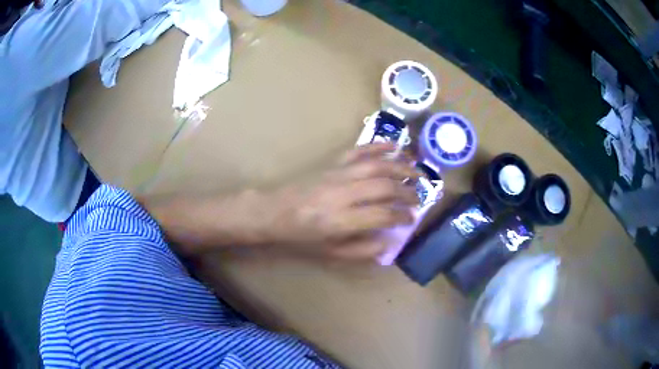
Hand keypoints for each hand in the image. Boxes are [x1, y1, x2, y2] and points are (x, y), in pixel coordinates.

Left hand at [264, 143, 419, 260]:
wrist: (273, 212)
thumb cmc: (301, 237)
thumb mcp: (330, 253)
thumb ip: (362, 250)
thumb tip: (389, 241)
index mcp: (340, 221)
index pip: (382, 215)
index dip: (402, 216)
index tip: (412, 218)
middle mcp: (342, 194)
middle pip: (385, 187)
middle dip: (407, 191)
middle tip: (420, 197)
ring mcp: (337, 175)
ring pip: (377, 166)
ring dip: (401, 167)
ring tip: (418, 171)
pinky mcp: (332, 164)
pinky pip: (359, 151)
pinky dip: (378, 147)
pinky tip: (394, 146)